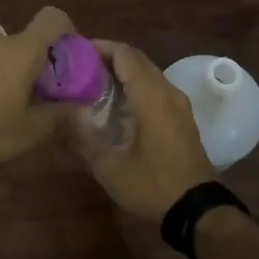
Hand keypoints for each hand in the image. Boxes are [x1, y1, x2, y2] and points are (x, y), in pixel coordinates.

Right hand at [76, 40, 216, 222]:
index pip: (126, 55)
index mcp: (152, 97)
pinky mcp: (182, 119)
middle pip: (138, 61)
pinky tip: (116, 104)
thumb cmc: (152, 185)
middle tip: (78, 65)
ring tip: (92, 82)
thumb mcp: (109, 167)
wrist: (196, 211)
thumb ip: (83, 138)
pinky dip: (135, 86)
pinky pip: (156, 89)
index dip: (101, 47)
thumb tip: (62, 115)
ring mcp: (179, 105)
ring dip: (123, 72)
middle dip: (109, 58)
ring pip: (149, 74)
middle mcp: (168, 93)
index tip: (75, 50)